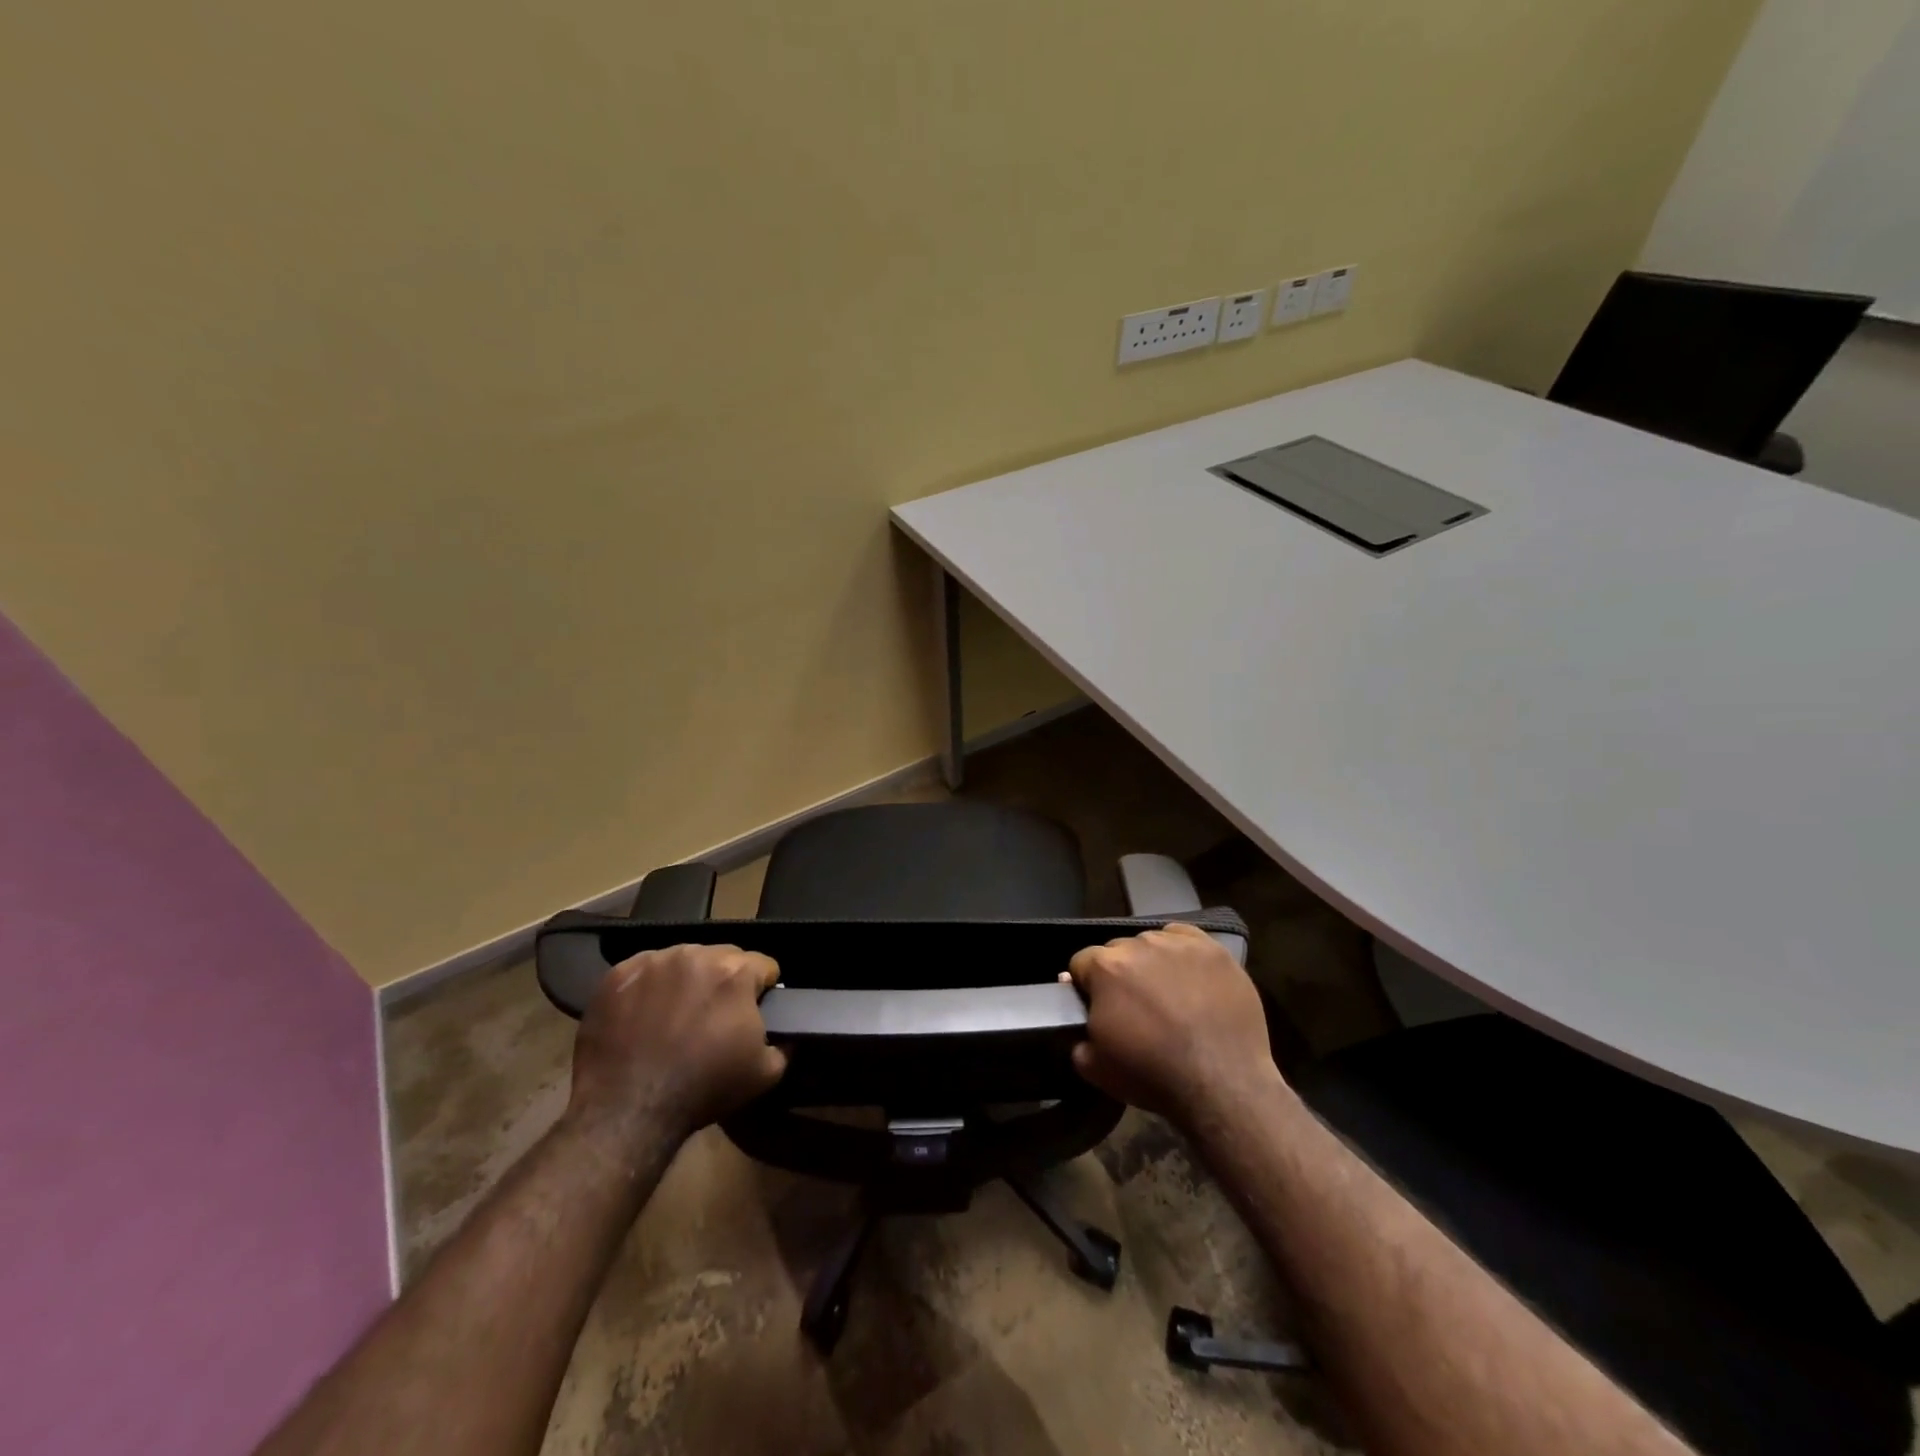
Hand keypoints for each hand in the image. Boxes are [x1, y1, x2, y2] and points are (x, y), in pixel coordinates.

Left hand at [566, 944, 786, 1150]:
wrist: (629, 1110)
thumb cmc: (703, 1089)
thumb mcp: (765, 1073)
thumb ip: (785, 1044)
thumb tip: (787, 1034)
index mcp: (736, 972)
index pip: (764, 965)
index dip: (764, 989)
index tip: (755, 1011)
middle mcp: (697, 954)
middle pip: (724, 957)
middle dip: (725, 980)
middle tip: (715, 1016)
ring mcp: (654, 961)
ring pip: (684, 959)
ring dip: (688, 980)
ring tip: (677, 1014)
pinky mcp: (619, 974)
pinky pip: (645, 969)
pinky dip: (650, 986)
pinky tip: (645, 1014)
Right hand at [1067, 921, 1283, 1123]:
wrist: (1223, 1084)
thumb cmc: (1153, 1075)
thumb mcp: (1095, 1067)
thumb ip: (1077, 1035)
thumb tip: (1079, 1015)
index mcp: (1105, 968)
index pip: (1082, 963)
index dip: (1087, 986)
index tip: (1099, 1008)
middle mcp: (1138, 945)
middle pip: (1118, 950)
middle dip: (1120, 973)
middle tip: (1136, 1006)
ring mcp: (1178, 944)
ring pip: (1151, 943)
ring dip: (1151, 962)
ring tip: (1167, 994)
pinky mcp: (1212, 950)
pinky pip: (1185, 938)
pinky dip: (1181, 952)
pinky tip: (1189, 977)